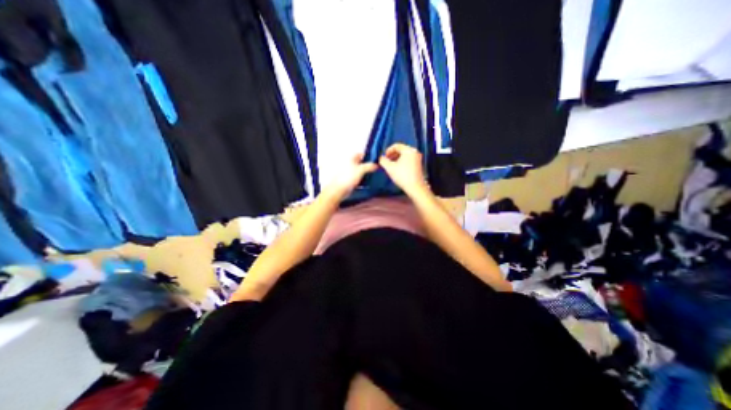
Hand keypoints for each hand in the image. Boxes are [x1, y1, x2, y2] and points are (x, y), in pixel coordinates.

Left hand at [328, 152, 379, 197]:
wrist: (339, 190)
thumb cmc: (348, 177)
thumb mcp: (361, 170)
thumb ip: (369, 166)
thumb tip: (376, 165)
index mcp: (351, 159)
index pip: (361, 154)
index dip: (368, 156)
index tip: (375, 161)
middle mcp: (349, 164)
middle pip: (361, 163)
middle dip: (368, 166)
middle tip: (375, 170)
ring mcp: (349, 173)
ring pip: (360, 171)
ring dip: (366, 174)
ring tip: (373, 177)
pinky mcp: (349, 180)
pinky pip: (358, 179)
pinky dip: (362, 180)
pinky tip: (367, 183)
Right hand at [377, 143, 429, 194]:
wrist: (415, 187)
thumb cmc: (402, 176)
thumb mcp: (390, 168)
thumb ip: (383, 161)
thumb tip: (380, 158)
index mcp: (408, 150)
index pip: (396, 145)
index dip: (388, 150)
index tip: (384, 157)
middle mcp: (414, 152)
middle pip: (401, 150)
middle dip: (392, 155)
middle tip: (386, 161)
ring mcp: (418, 158)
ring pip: (404, 155)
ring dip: (396, 159)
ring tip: (391, 166)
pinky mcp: (419, 165)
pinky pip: (408, 160)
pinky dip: (402, 162)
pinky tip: (398, 169)